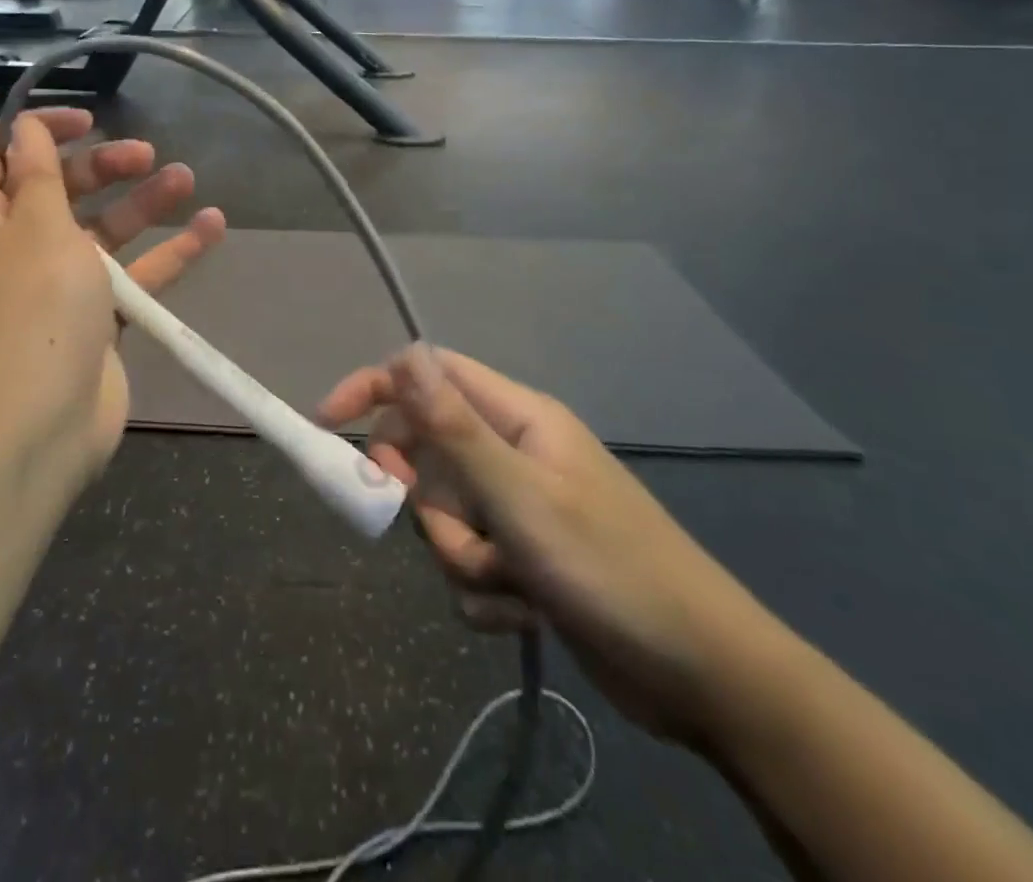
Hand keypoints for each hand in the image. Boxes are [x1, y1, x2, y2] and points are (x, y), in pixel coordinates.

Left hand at [0, 108, 225, 482]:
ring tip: (186, 179)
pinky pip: (132, 277)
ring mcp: (55, 289)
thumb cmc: (30, 310)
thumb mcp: (36, 225)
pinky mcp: (94, 323)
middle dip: (101, 166)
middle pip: (56, 190)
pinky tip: (212, 229)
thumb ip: (39, 173)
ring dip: (142, 204)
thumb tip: (24, 128)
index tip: (86, 120)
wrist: (34, 427)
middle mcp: (13, 251)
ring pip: (102, 232)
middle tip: (146, 154)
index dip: (34, 128)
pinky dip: (167, 255)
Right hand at [319, 347, 785, 747]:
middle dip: (428, 501)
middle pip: (429, 453)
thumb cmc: (609, 569)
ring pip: (445, 517)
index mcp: (517, 418)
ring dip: (464, 557)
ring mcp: (520, 508)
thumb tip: (404, 354)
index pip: (429, 376)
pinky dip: (486, 591)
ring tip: (513, 584)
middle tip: (451, 529)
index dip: (376, 389)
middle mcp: (514, 454)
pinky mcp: (524, 559)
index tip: (329, 424)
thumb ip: (453, 426)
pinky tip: (526, 613)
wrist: (703, 677)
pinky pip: (470, 563)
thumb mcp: (520, 495)